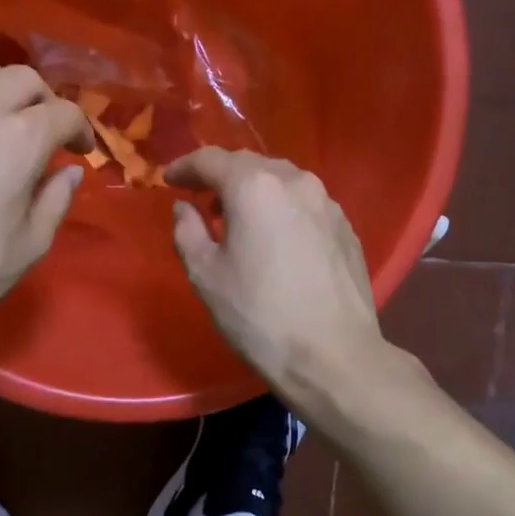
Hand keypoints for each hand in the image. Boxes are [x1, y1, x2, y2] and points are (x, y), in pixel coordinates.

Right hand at [164, 148, 389, 398]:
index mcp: (255, 187)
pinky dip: (281, 209)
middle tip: (201, 200)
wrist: (333, 356)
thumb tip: (185, 208)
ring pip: (281, 181)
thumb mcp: (205, 275)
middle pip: (249, 164)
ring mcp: (327, 203)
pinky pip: (304, 204)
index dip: (185, 167)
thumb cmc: (259, 315)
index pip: (211, 159)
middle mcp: (295, 181)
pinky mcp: (346, 227)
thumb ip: (187, 231)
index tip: (169, 181)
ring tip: (238, 220)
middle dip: (221, 177)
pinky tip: (275, 239)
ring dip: (254, 191)